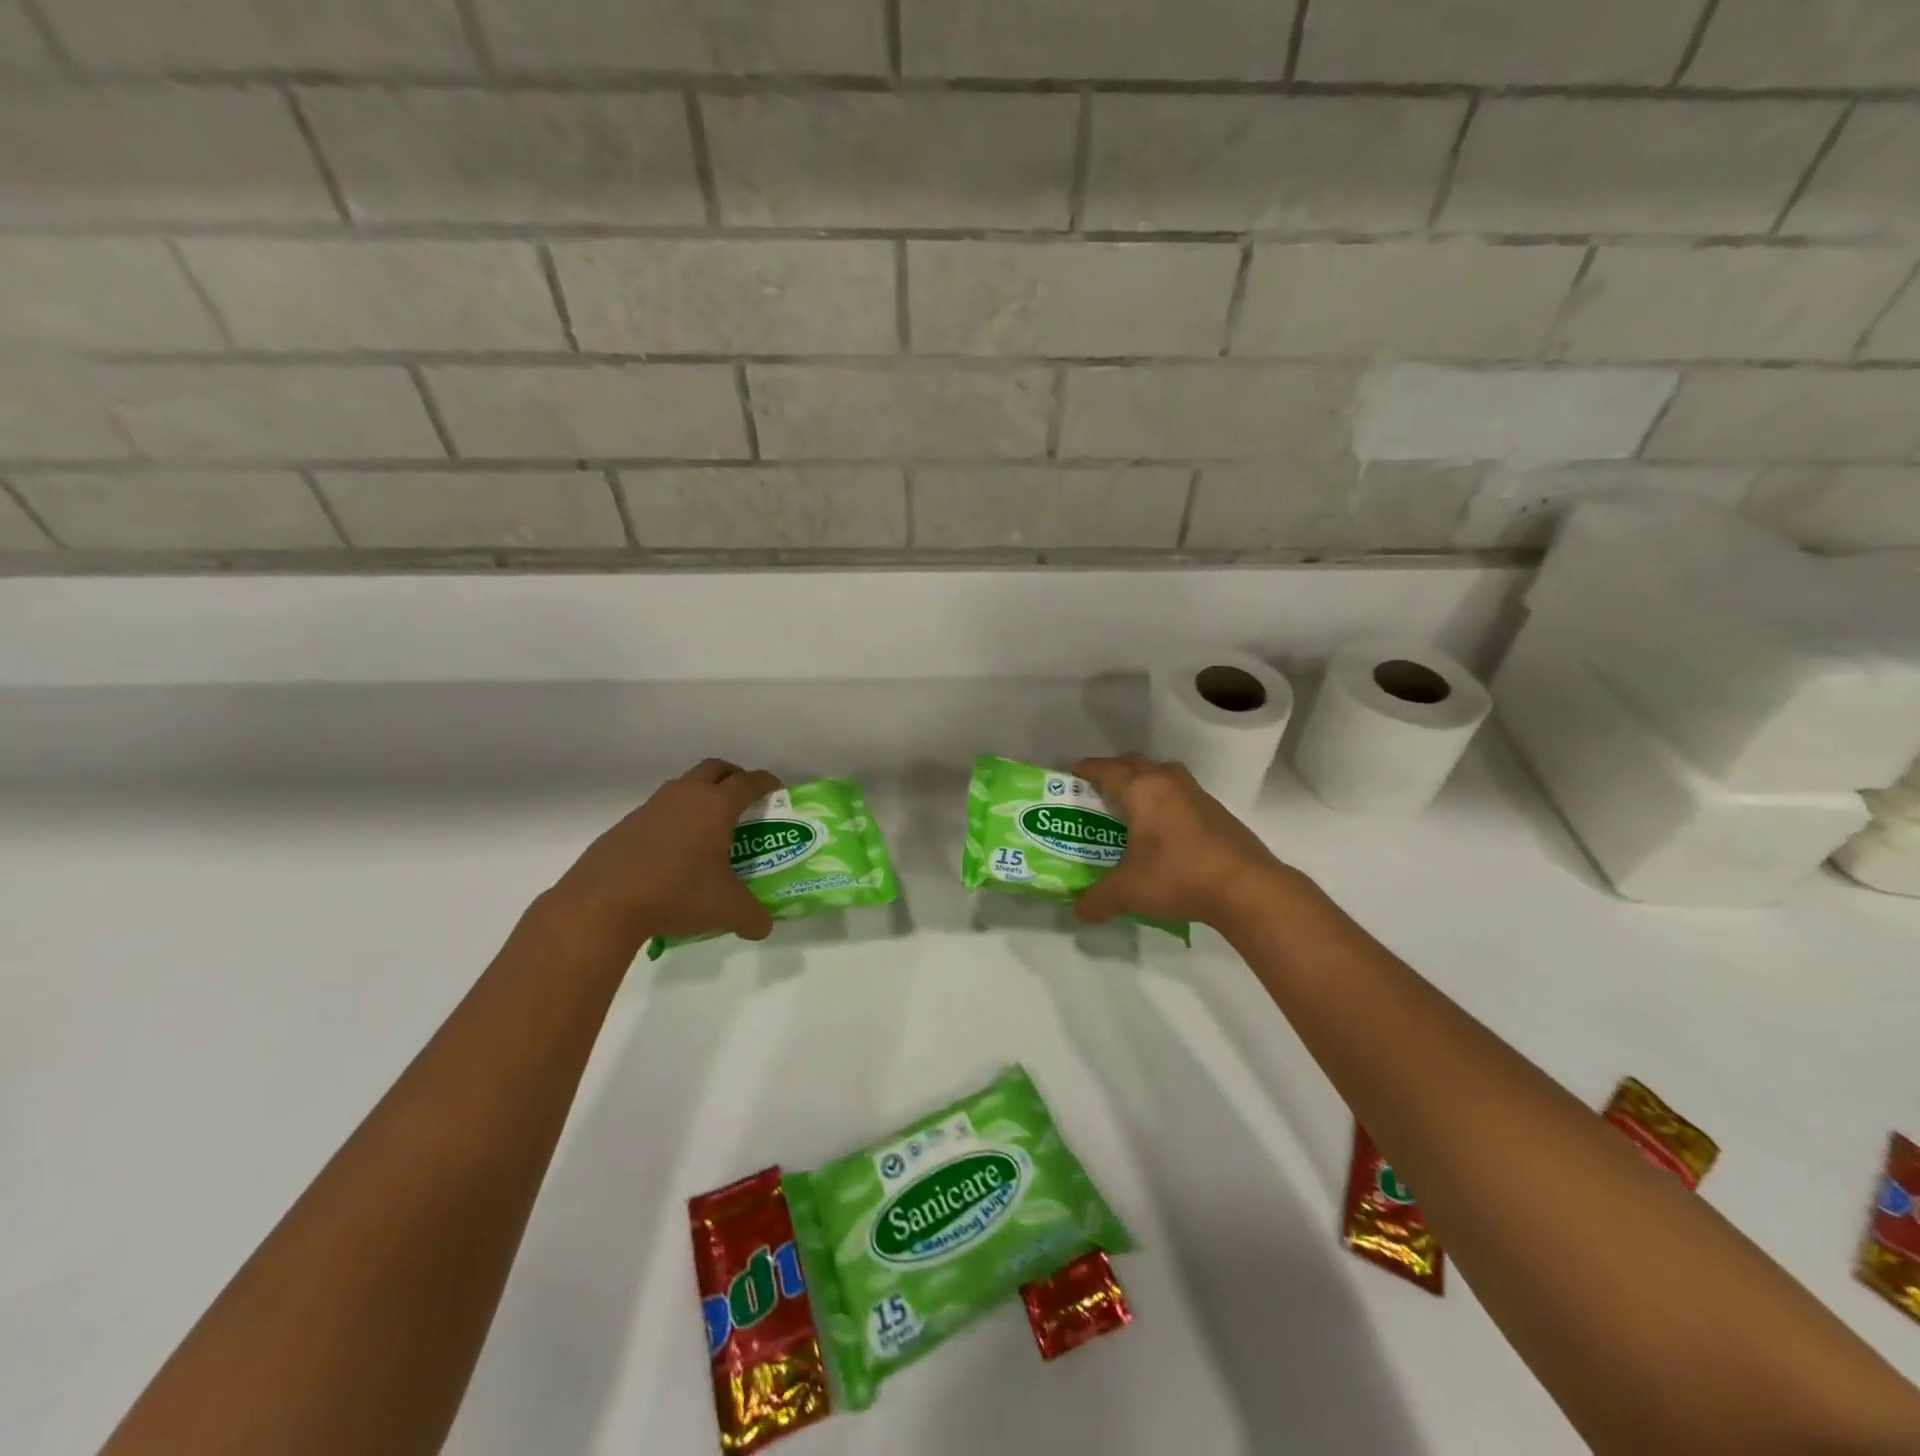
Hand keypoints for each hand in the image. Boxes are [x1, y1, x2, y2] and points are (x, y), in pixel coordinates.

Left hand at [549, 759, 780, 950]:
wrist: (602, 903)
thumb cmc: (677, 893)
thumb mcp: (727, 910)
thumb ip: (753, 917)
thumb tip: (763, 926)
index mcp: (716, 806)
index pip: (748, 782)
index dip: (765, 782)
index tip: (775, 788)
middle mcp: (685, 796)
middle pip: (714, 769)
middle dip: (732, 777)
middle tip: (743, 797)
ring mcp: (651, 808)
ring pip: (682, 788)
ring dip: (699, 797)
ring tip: (707, 829)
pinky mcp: (625, 826)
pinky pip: (658, 813)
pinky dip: (672, 822)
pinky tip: (672, 854)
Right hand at [1072, 753, 1297, 930]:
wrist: (1246, 887)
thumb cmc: (1177, 876)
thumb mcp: (1127, 892)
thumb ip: (1097, 900)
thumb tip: (1079, 912)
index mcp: (1141, 791)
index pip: (1107, 770)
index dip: (1089, 769)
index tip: (1074, 771)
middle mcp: (1168, 783)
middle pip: (1136, 763)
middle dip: (1116, 770)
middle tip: (1101, 789)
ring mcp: (1197, 795)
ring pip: (1164, 775)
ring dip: (1147, 781)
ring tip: (1135, 805)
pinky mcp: (1218, 812)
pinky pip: (1183, 795)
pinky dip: (1168, 801)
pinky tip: (1167, 829)